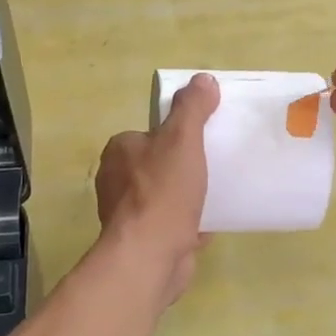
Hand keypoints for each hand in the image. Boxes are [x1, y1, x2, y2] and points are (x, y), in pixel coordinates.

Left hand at [95, 73, 218, 303]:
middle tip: (216, 165)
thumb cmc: (163, 192)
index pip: (150, 133)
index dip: (176, 135)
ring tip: (219, 192)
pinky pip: (172, 224)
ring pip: (165, 196)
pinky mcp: (144, 241)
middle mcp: (116, 181)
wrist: (150, 255)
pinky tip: (212, 222)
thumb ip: (192, 108)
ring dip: (188, 196)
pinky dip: (190, 222)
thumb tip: (203, 79)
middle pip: (158, 164)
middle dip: (184, 166)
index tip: (204, 139)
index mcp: (119, 151)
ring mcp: (128, 214)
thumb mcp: (182, 139)